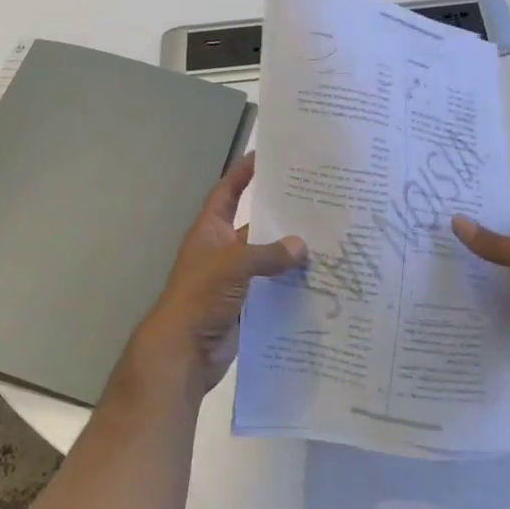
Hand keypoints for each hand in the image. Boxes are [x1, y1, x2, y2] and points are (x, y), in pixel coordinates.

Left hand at [123, 153, 306, 401]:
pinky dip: (290, 284)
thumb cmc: (200, 296)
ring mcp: (234, 279)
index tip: (266, 155)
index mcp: (210, 230)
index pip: (228, 191)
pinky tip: (318, 279)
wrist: (183, 352)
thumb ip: (267, 253)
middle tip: (314, 200)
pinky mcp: (245, 305)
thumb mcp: (233, 265)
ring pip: (266, 258)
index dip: (242, 172)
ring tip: (326, 239)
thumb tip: (301, 245)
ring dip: (289, 252)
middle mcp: (222, 249)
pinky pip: (271, 288)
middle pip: (254, 225)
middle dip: (280, 215)